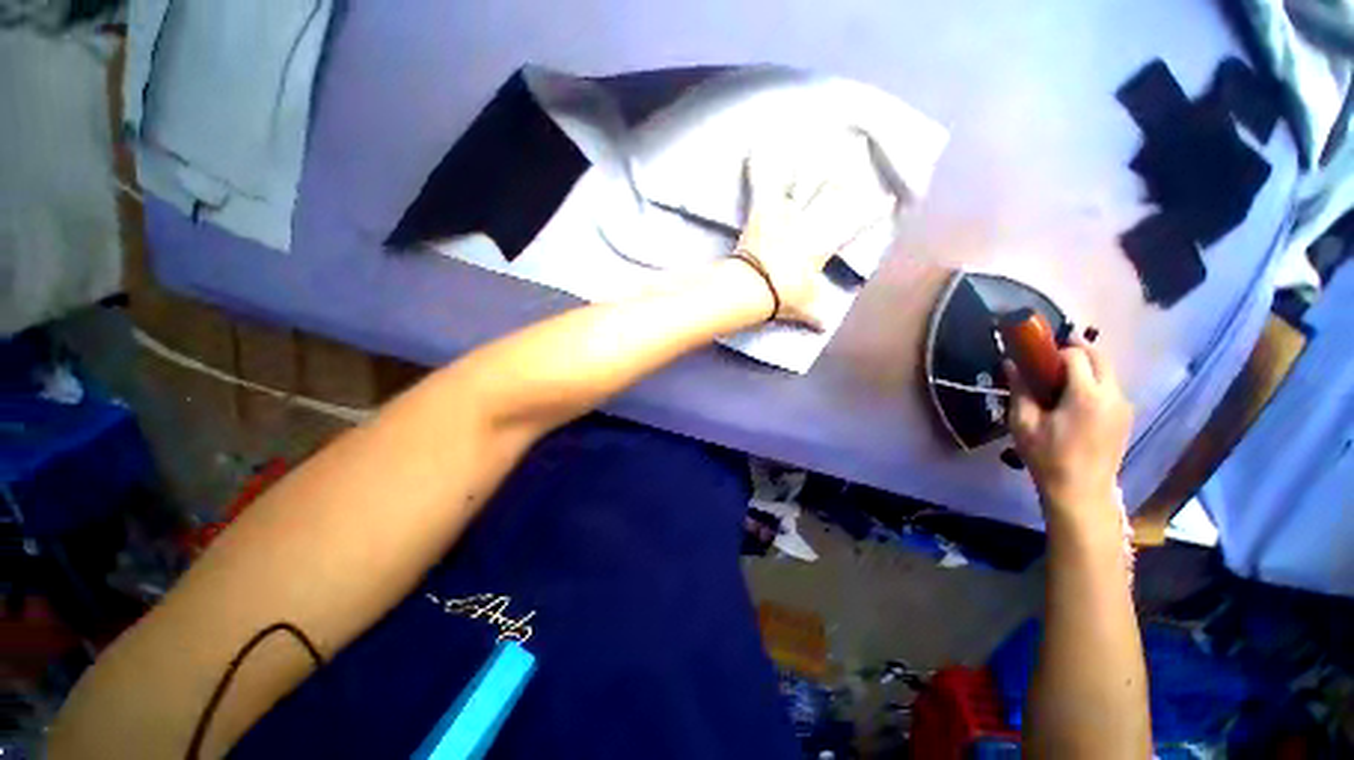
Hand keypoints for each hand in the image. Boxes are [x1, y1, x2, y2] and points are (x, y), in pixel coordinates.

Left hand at [734, 156, 894, 329]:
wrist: (754, 288)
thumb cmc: (784, 296)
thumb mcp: (805, 308)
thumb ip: (817, 315)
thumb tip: (824, 327)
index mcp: (823, 245)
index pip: (854, 224)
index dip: (872, 211)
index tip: (888, 199)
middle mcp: (809, 223)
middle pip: (833, 194)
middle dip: (848, 173)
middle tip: (859, 146)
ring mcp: (786, 215)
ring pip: (801, 181)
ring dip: (808, 160)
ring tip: (814, 131)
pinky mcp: (761, 212)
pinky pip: (762, 184)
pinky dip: (759, 166)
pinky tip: (757, 143)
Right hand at [1005, 339, 1133, 527]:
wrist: (1081, 491)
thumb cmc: (1048, 456)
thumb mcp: (1023, 423)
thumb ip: (1020, 390)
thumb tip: (1010, 364)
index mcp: (1087, 395)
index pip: (1076, 355)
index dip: (1055, 350)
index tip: (1036, 354)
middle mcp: (1112, 394)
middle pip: (1100, 357)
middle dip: (1077, 349)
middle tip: (1051, 353)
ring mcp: (1123, 406)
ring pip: (1108, 371)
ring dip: (1088, 364)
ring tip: (1060, 375)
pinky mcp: (1125, 416)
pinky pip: (1111, 387)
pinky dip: (1095, 380)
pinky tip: (1074, 396)